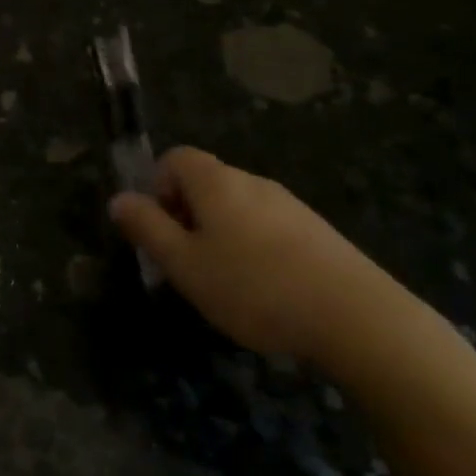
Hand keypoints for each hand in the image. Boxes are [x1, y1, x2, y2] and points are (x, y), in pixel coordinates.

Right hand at [108, 147, 412, 364]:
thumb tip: (118, 199)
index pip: (174, 158)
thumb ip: (147, 228)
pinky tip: (265, 292)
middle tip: (185, 264)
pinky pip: (268, 228)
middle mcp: (252, 182)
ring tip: (224, 284)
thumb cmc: (253, 286)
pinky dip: (253, 249)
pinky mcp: (317, 232)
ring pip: (237, 208)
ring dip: (219, 236)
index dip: (157, 188)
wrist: (357, 317)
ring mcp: (290, 205)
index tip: (161, 231)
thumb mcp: (184, 263)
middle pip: (205, 183)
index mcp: (216, 182)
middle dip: (186, 217)